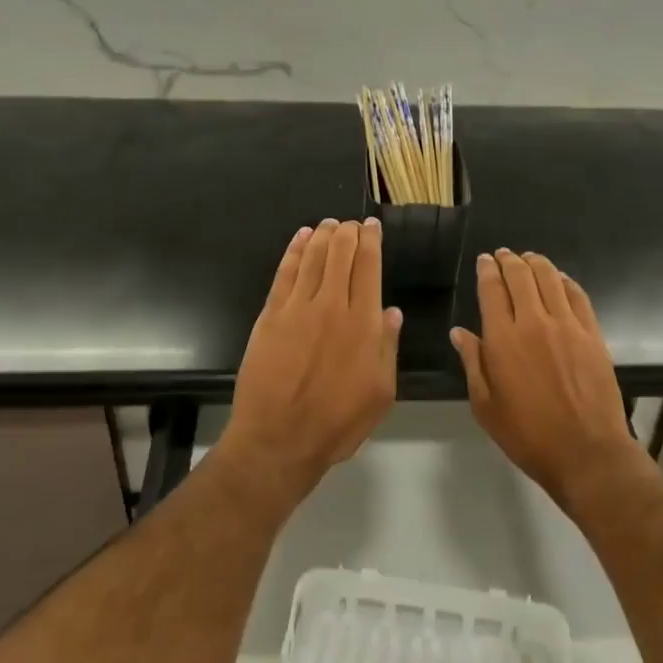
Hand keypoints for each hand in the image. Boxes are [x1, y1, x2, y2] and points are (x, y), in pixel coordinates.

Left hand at [223, 218, 400, 503]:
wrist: (278, 439)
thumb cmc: (337, 422)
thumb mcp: (381, 393)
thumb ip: (387, 347)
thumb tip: (391, 311)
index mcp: (362, 324)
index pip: (368, 268)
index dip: (371, 242)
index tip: (373, 226)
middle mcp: (331, 306)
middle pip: (340, 255)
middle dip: (348, 233)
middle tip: (352, 223)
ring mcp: (297, 308)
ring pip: (313, 258)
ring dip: (323, 236)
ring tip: (330, 224)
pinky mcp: (270, 316)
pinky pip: (284, 274)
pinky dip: (294, 252)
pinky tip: (300, 239)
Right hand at [451, 250, 634, 504]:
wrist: (586, 452)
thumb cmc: (527, 434)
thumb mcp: (486, 405)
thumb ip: (472, 363)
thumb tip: (459, 333)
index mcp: (503, 339)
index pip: (493, 290)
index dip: (487, 270)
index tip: (485, 260)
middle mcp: (535, 322)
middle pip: (521, 276)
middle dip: (509, 260)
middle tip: (504, 255)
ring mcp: (568, 325)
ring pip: (550, 278)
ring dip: (536, 263)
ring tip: (529, 258)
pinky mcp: (592, 334)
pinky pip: (578, 295)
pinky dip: (565, 281)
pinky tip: (559, 279)